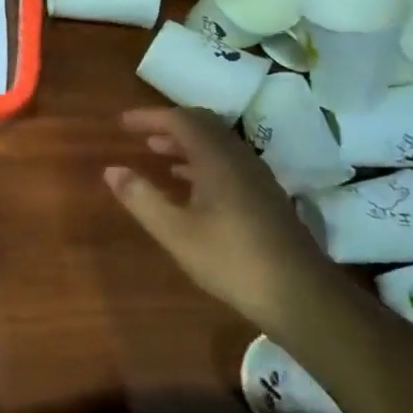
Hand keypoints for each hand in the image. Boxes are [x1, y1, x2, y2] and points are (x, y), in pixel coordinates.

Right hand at [105, 108, 333, 326]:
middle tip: (140, 135)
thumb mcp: (176, 233)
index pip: (181, 120)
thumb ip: (142, 198)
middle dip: (169, 125)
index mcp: (218, 160)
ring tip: (157, 154)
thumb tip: (111, 170)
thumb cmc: (232, 260)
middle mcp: (239, 159)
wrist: (300, 295)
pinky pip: (227, 163)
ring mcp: (256, 178)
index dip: (150, 117)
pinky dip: (201, 162)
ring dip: (185, 143)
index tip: (122, 123)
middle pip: (203, 125)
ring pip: (217, 145)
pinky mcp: (264, 197)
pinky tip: (189, 185)